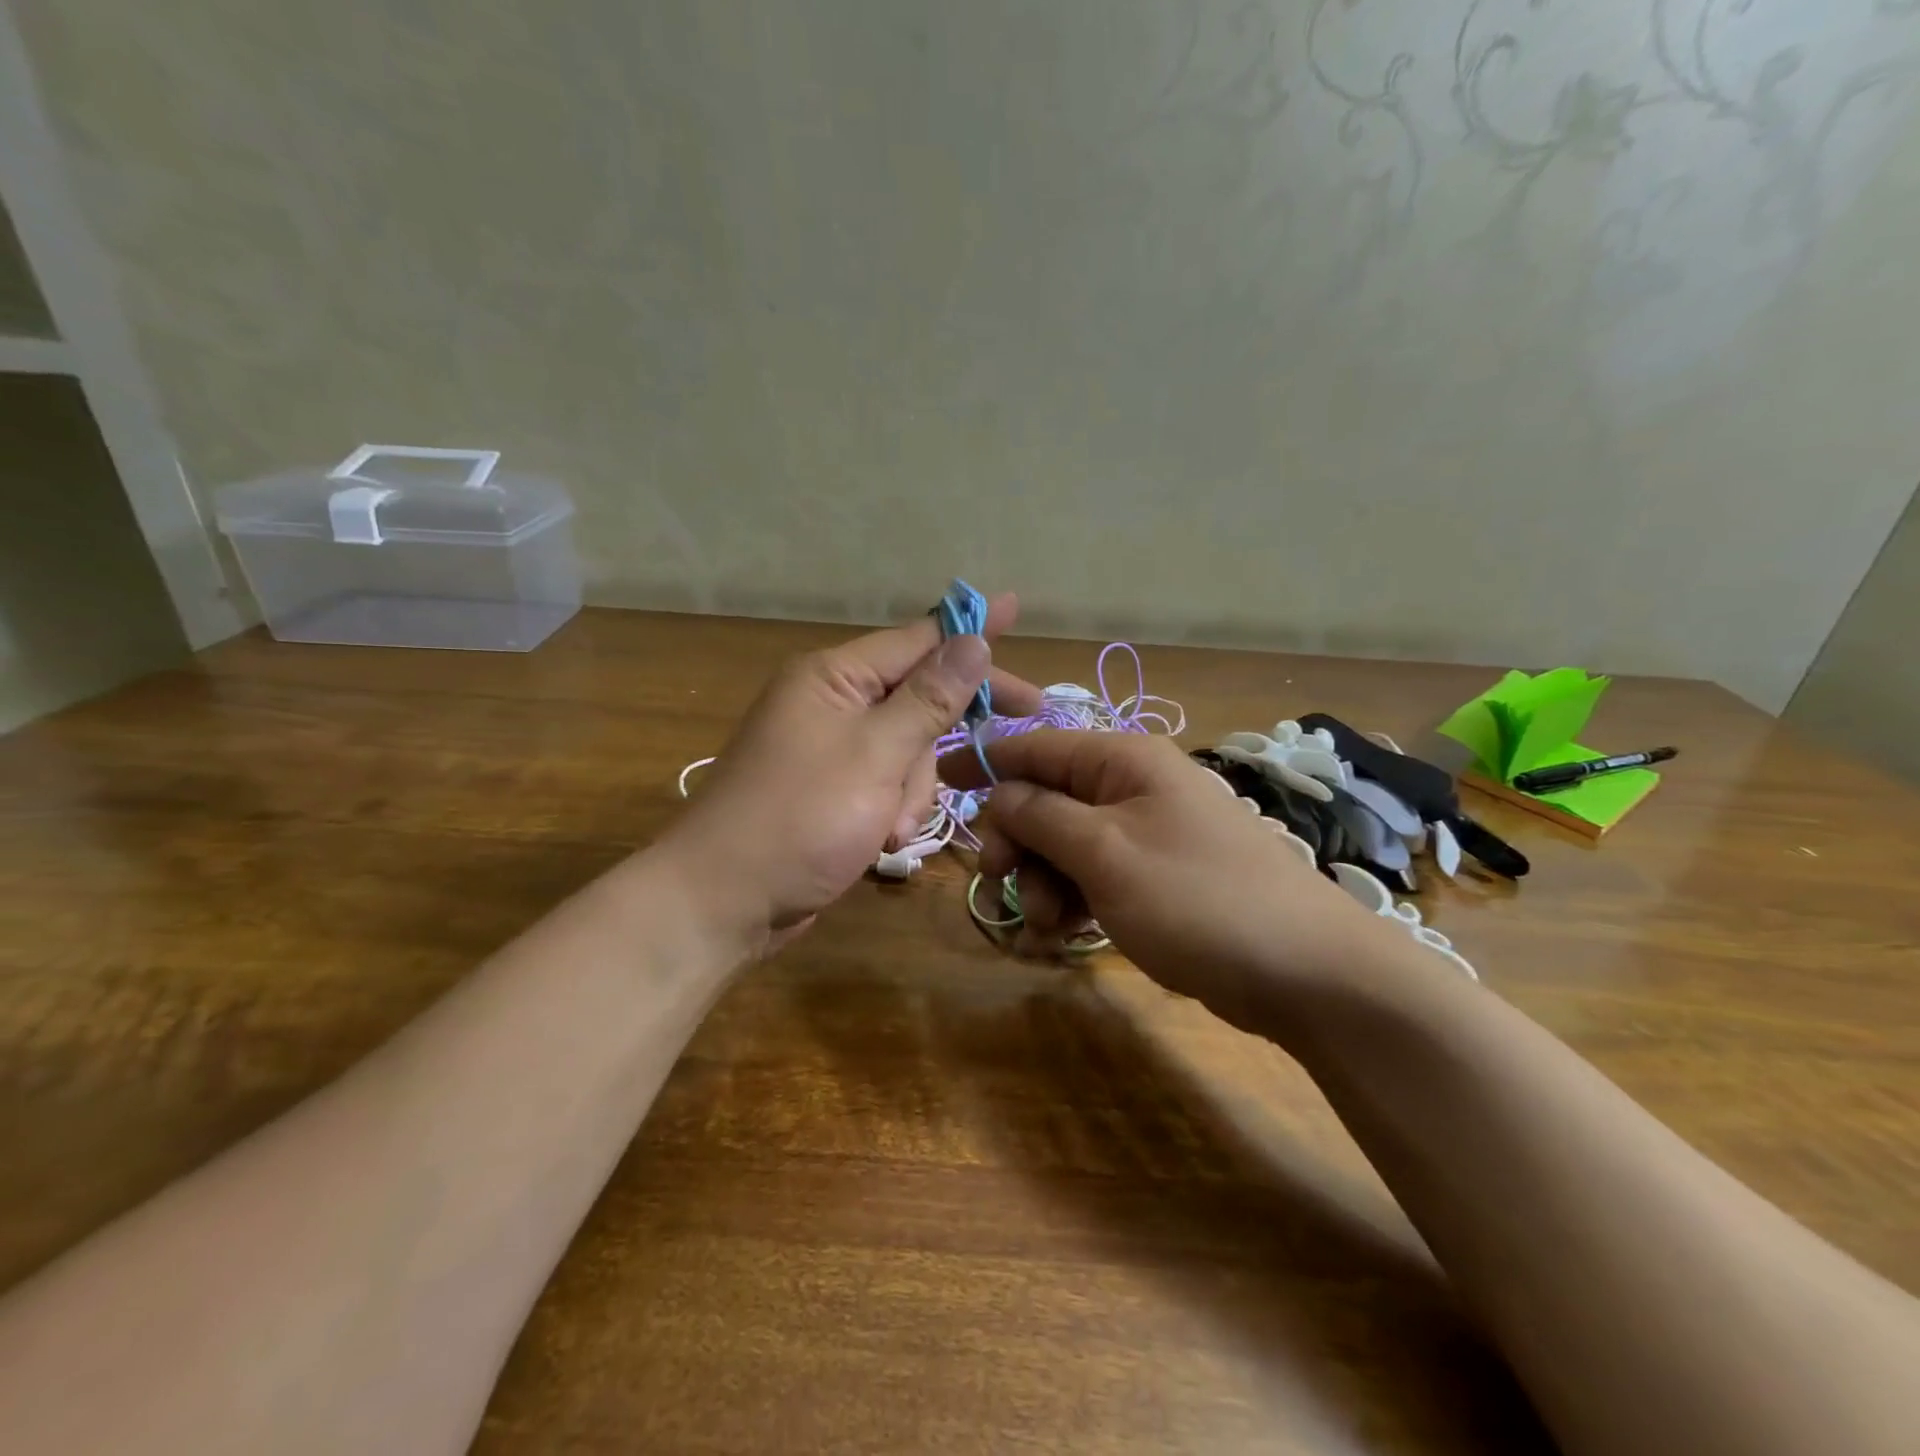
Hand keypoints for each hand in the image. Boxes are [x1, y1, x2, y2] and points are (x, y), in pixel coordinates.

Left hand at [663, 595, 1040, 954]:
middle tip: (1028, 712)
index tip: (1014, 608)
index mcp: (833, 677)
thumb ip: (928, 698)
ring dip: (913, 788)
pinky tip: (881, 839)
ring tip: (892, 825)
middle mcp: (831, 702)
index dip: (970, 627)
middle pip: (918, 695)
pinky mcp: (833, 790)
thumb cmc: (799, 820)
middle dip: (950, 726)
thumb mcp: (875, 755)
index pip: (917, 639)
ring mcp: (831, 749)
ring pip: (908, 748)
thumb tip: (972, 640)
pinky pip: (886, 782)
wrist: (723, 902)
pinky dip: (893, 808)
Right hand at [938, 731, 1413, 1038]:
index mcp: (1123, 760)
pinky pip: (1093, 874)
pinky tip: (1065, 932)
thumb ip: (1041, 815)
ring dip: (1043, 880)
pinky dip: (1072, 898)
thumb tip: (997, 791)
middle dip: (1019, 840)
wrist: (1306, 971)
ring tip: (1049, 924)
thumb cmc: (1197, 898)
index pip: (1037, 745)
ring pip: (1065, 843)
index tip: (938, 778)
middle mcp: (1133, 786)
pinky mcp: (1155, 876)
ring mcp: (1146, 833)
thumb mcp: (1105, 853)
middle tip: (1004, 880)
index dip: (985, 760)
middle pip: (1047, 798)